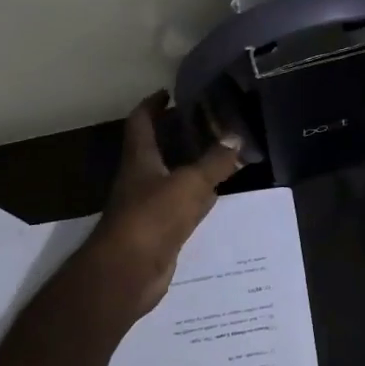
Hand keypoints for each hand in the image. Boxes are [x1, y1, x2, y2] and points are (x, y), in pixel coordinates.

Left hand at [90, 92, 244, 315]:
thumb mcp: (190, 183)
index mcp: (140, 158)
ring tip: (219, 151)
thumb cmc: (152, 217)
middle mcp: (140, 178)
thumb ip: (215, 161)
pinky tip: (217, 194)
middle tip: (207, 121)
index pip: (141, 122)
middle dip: (176, 133)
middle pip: (157, 148)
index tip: (169, 92)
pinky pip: (181, 205)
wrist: (127, 273)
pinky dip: (197, 197)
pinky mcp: (159, 231)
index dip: (153, 105)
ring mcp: (148, 206)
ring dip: (189, 165)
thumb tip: (236, 137)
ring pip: (171, 177)